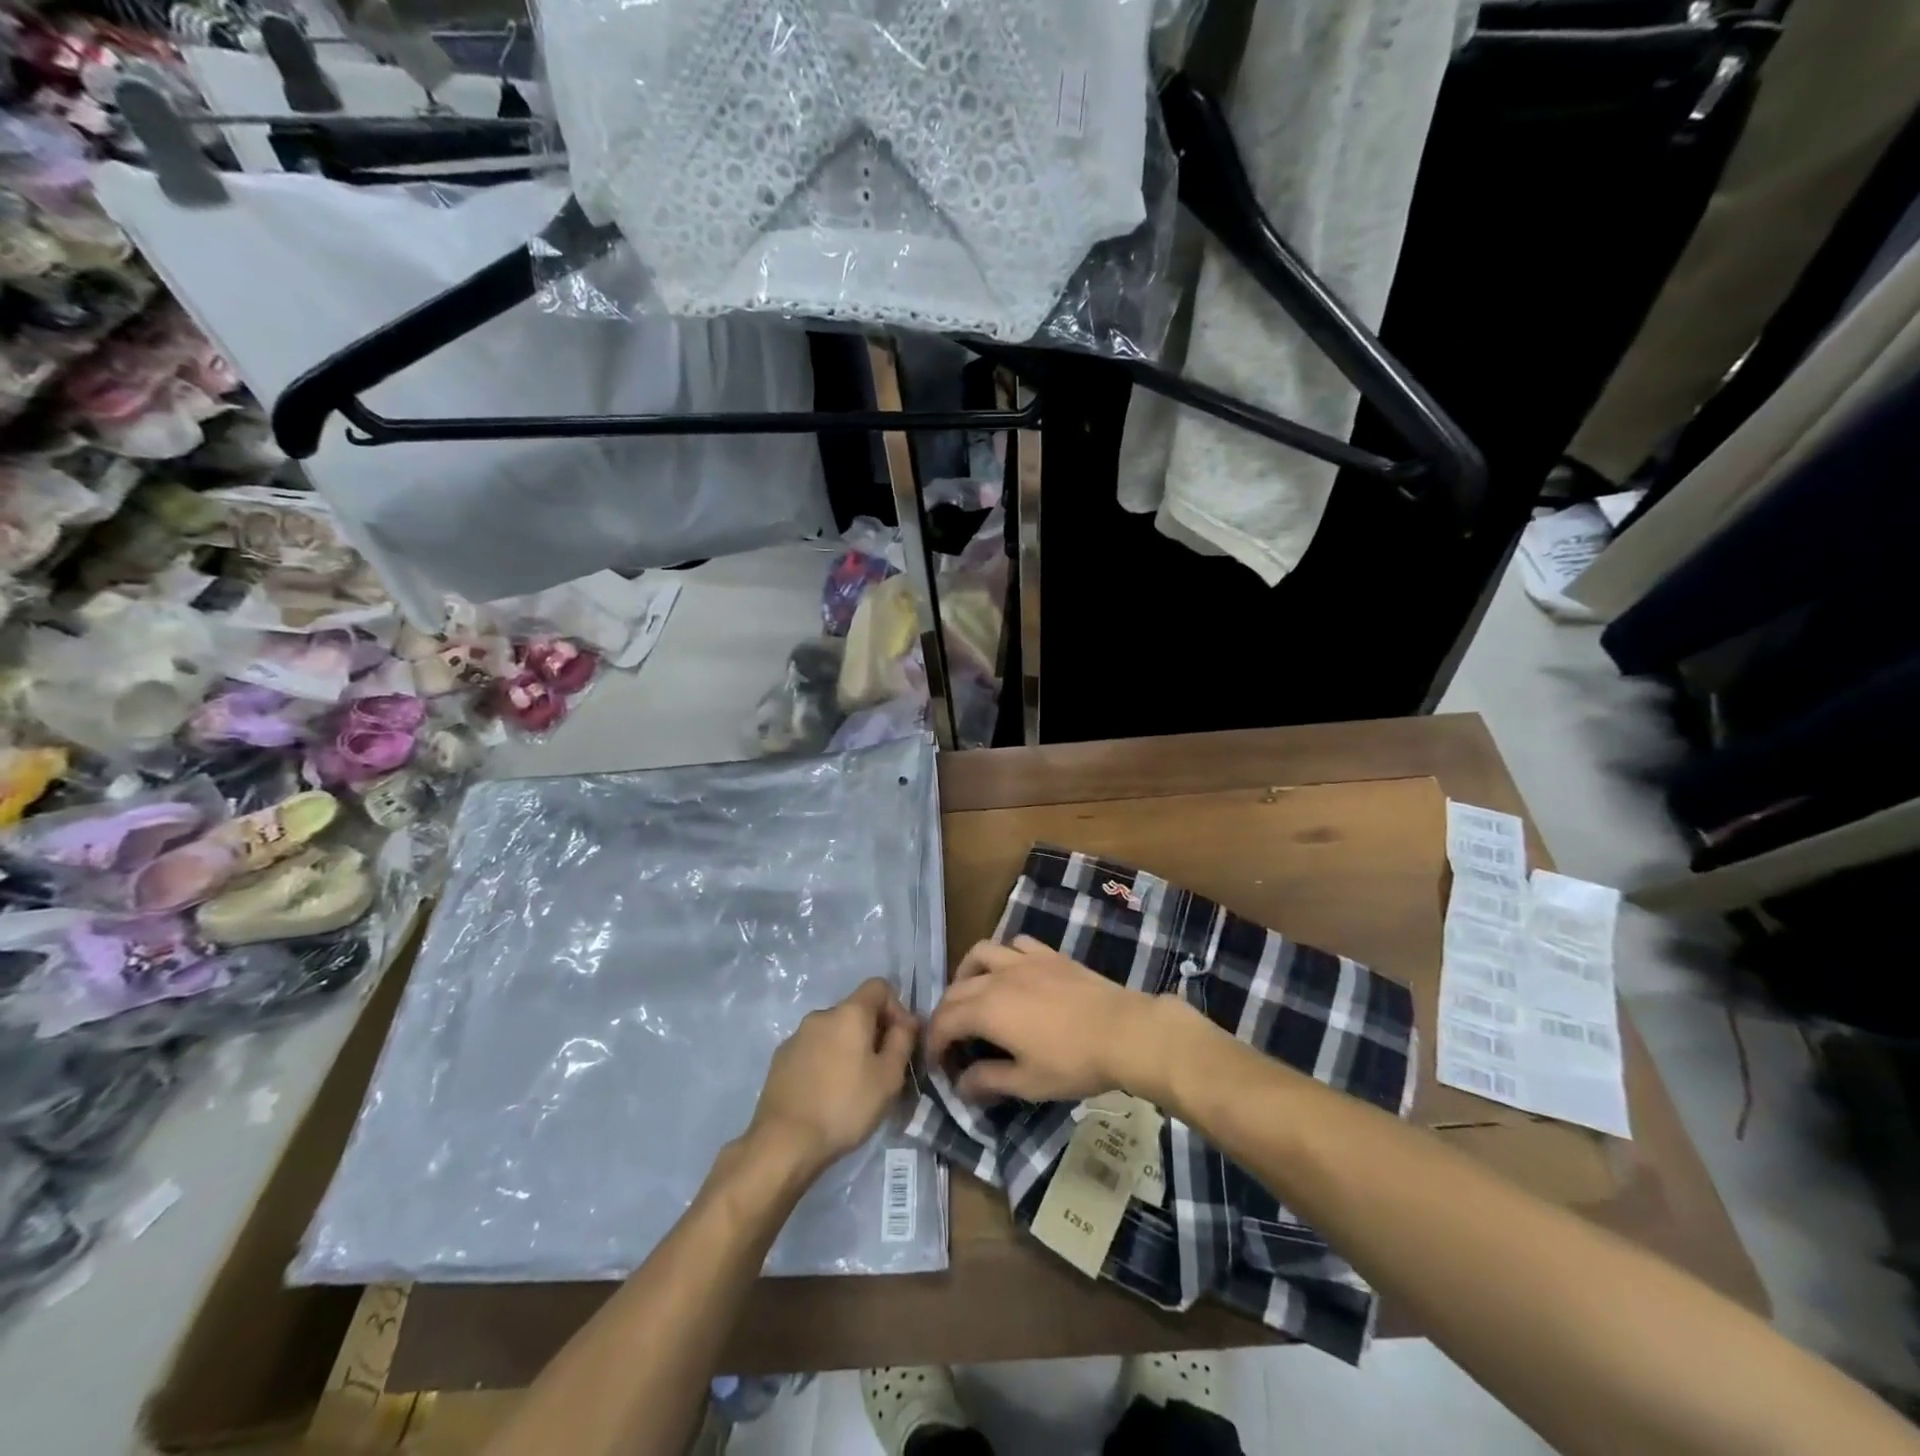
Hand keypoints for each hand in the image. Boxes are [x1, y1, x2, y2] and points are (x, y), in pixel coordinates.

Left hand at [746, 978, 918, 1175]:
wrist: (784, 1142)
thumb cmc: (845, 1106)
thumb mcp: (889, 1077)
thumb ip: (903, 1041)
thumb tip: (906, 1022)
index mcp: (849, 1013)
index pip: (879, 986)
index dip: (896, 1007)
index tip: (901, 1040)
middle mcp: (821, 1015)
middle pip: (855, 1010)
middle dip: (873, 1032)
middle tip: (881, 1069)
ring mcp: (796, 1036)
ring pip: (833, 1032)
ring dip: (848, 1048)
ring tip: (853, 1086)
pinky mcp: (780, 1059)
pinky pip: (813, 1050)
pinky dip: (825, 1062)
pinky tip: (826, 1094)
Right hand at [925, 936, 1168, 1102]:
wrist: (1123, 1031)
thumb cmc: (1072, 1062)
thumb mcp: (1027, 1083)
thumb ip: (988, 1081)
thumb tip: (960, 1085)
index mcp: (987, 1009)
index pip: (945, 1021)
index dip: (934, 1042)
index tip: (936, 1064)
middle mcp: (998, 977)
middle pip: (957, 988)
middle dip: (945, 1013)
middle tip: (951, 1039)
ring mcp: (1024, 960)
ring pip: (981, 953)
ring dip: (967, 973)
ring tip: (972, 993)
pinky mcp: (1049, 954)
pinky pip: (1016, 944)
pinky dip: (1004, 955)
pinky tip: (1011, 971)